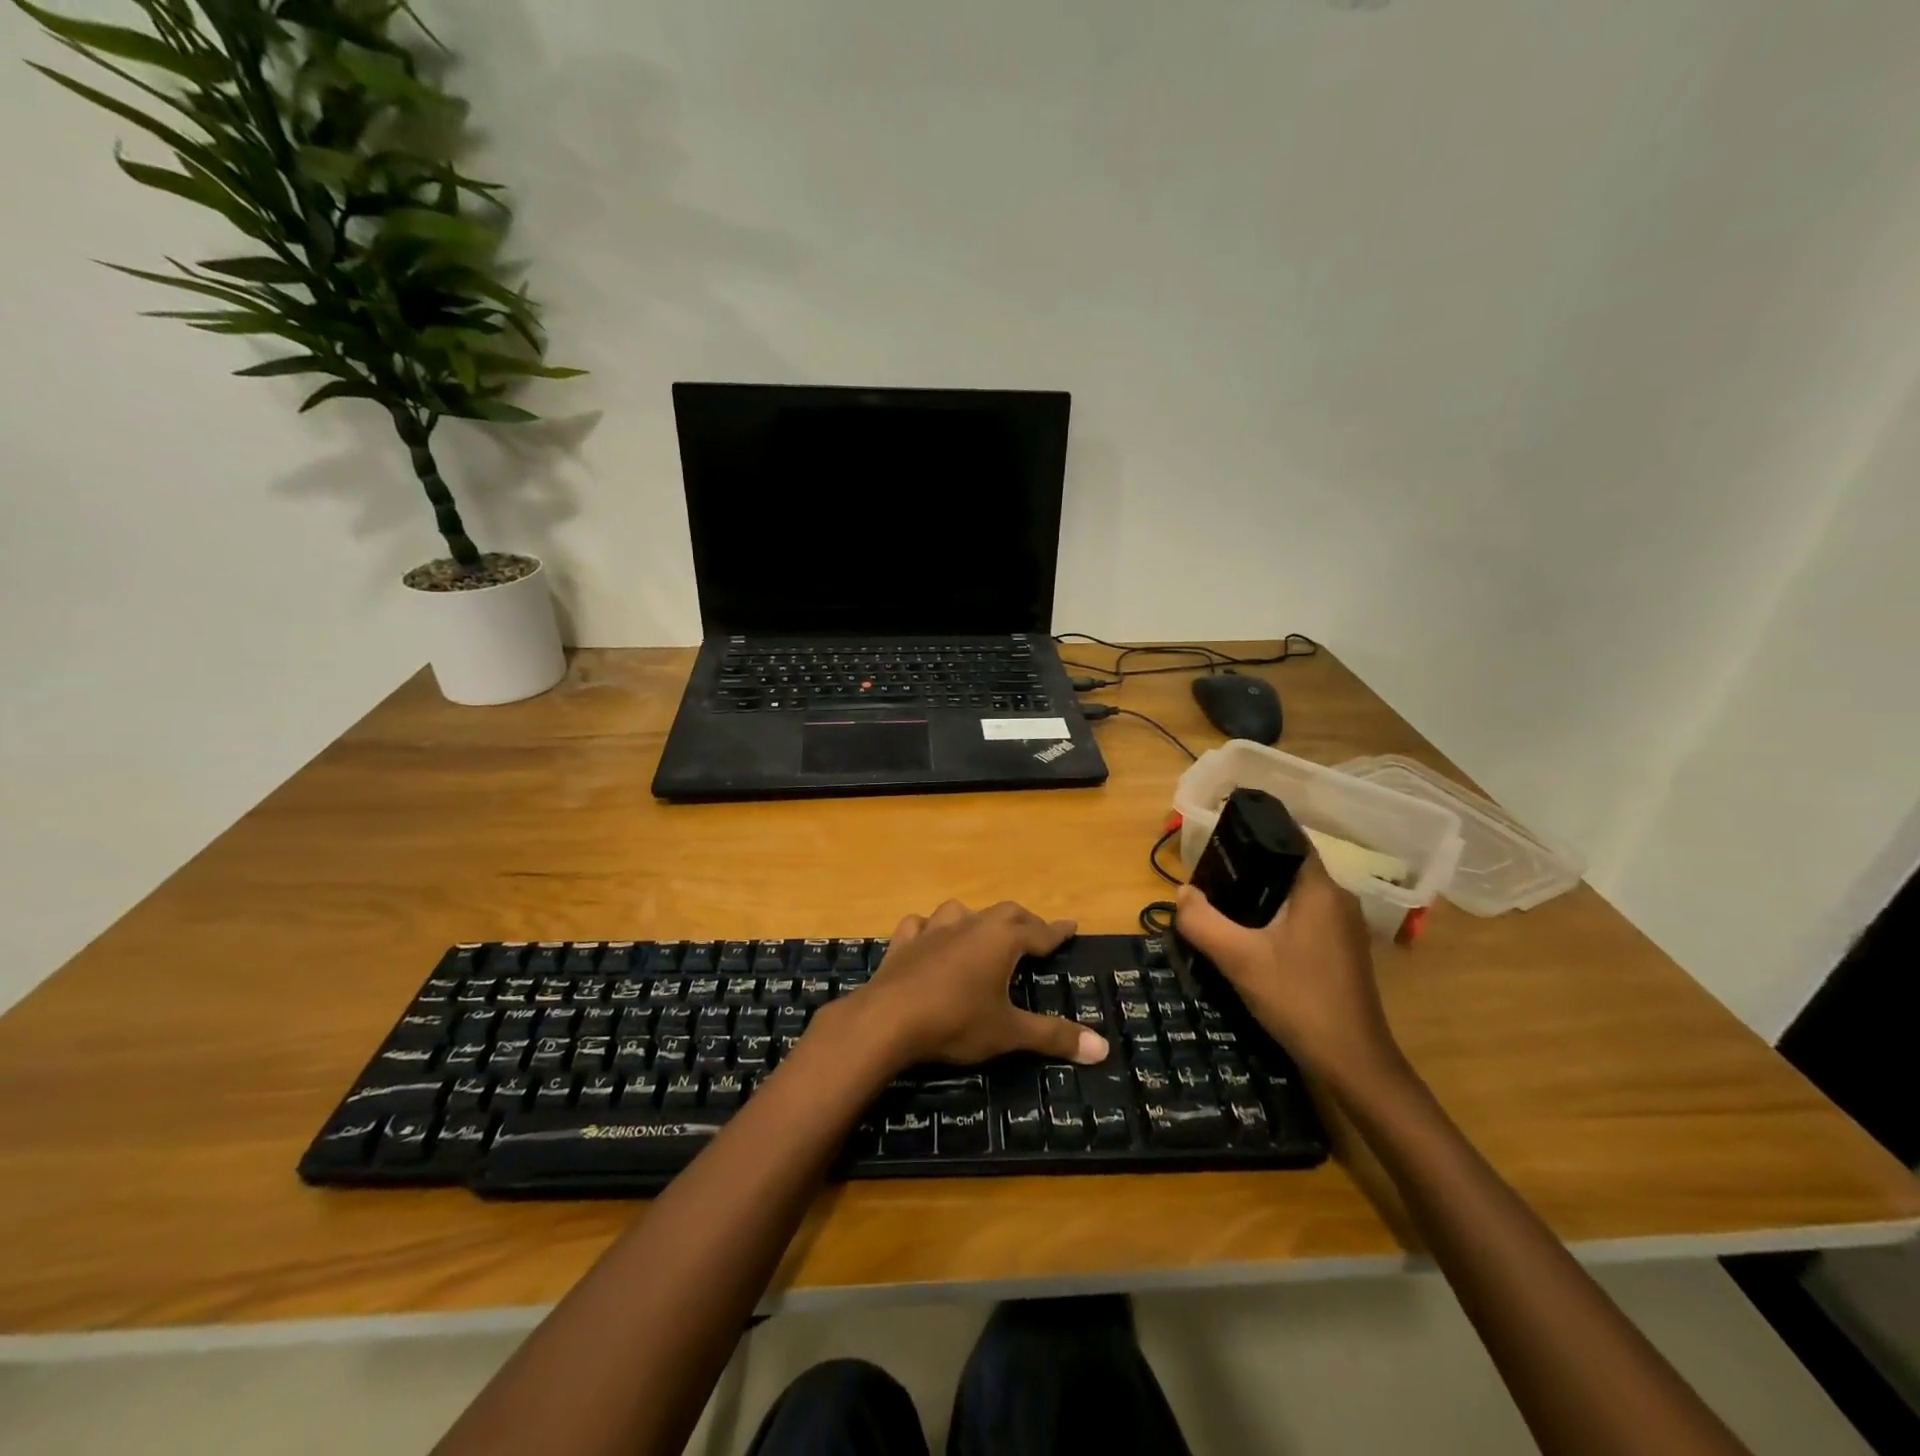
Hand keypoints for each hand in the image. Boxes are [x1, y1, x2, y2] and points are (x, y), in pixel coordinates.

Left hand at [854, 900, 1109, 1069]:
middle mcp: (970, 925)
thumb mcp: (1009, 1033)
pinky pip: (919, 925)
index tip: (1072, 927)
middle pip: (1005, 913)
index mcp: (1001, 940)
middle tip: (1035, 934)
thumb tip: (1103, 1049)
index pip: (1039, 931)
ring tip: (983, 932)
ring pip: (960, 911)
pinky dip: (929, 928)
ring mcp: (933, 930)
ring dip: (976, 919)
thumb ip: (1054, 1037)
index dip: (1057, 932)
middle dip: (1024, 922)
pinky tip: (928, 937)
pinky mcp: (903, 943)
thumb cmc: (957, 1022)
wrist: (888, 1020)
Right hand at [1174, 856, 1403, 1092]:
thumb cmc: (1298, 999)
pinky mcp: (1342, 951)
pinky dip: (1275, 918)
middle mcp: (1338, 899)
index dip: (1254, 833)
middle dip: (1249, 867)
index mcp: (1320, 889)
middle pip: (1288, 867)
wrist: (1352, 1063)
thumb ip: (1202, 921)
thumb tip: (1182, 892)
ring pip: (1295, 895)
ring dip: (1261, 896)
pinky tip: (1249, 936)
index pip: (1289, 839)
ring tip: (1221, 903)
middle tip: (1209, 876)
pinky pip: (1303, 918)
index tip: (1219, 837)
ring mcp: (1344, 927)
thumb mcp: (1238, 958)